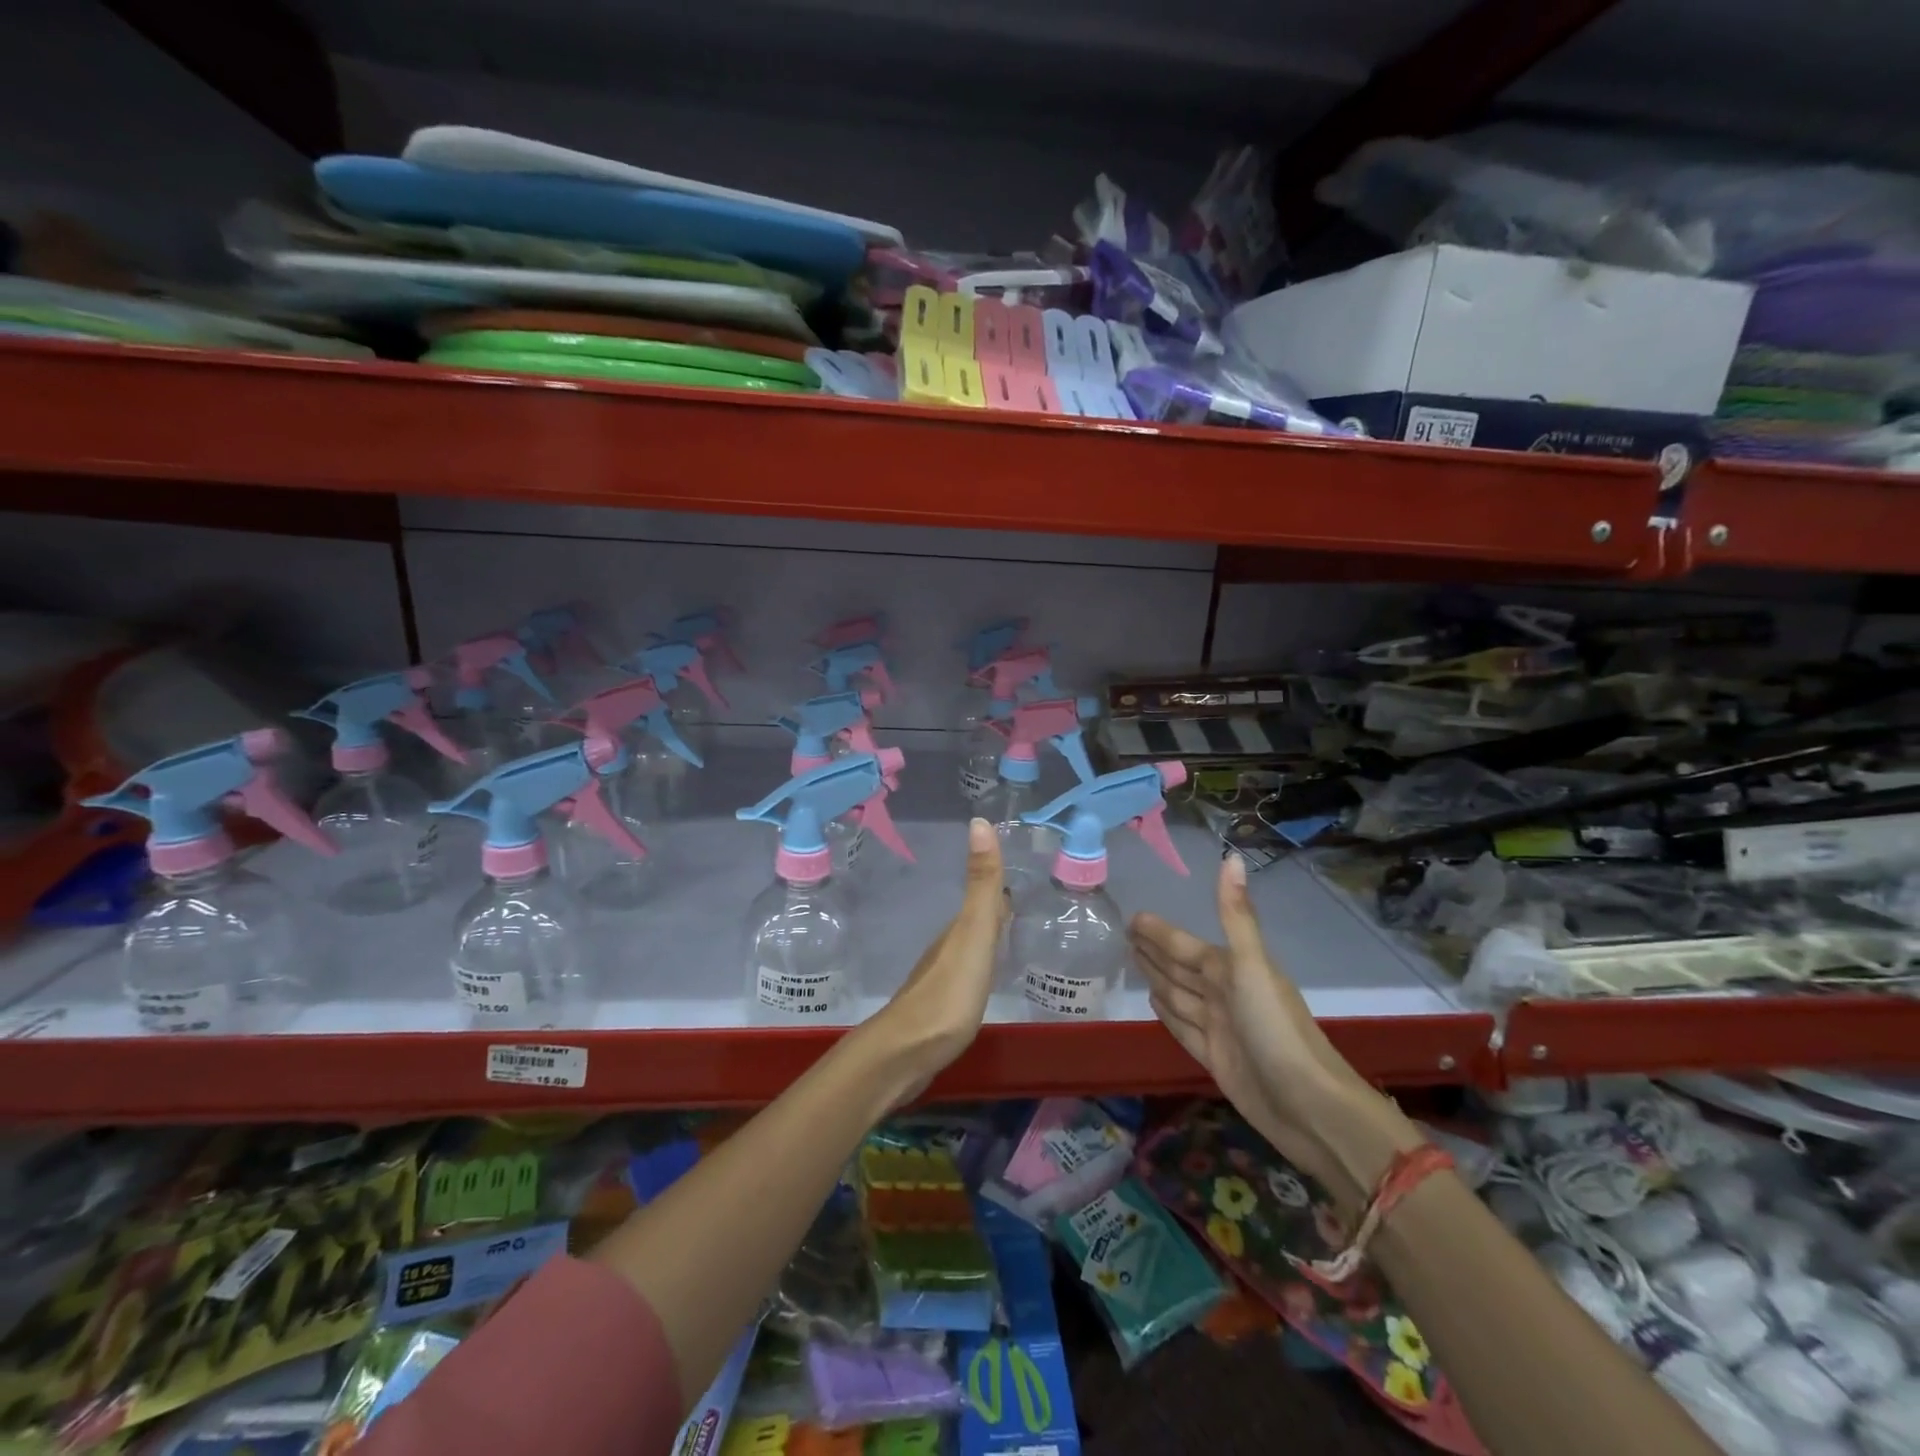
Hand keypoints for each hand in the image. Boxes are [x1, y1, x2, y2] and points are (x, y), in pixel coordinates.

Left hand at [860, 819, 1005, 1100]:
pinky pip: (965, 979)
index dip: (1001, 884)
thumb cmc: (948, 992)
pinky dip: (980, 969)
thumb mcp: (973, 934)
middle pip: (976, 922)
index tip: (1024, 871)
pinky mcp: (940, 1011)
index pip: (985, 899)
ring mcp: (941, 980)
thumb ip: (981, 885)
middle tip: (1027, 904)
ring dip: (988, 939)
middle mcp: (947, 949)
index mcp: (958, 930)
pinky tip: (988, 980)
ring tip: (1013, 938)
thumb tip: (979, 821)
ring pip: (969, 949)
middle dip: (997, 910)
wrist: (906, 1054)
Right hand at [1130, 855, 1420, 1212]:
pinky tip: (1152, 1002)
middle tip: (1124, 934)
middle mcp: (1224, 994)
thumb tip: (1232, 855)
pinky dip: (1167, 1013)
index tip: (1133, 917)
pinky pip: (1182, 1027)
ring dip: (1157, 977)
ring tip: (1133, 960)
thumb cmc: (1276, 1029)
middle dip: (1155, 950)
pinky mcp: (1214, 1059)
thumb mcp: (1252, 966)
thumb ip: (1235, 915)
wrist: (1308, 1106)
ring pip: (1178, 994)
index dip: (1160, 932)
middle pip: (1179, 967)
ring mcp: (1219, 1027)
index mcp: (1230, 970)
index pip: (1185, 945)